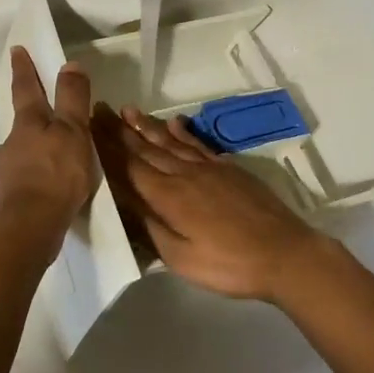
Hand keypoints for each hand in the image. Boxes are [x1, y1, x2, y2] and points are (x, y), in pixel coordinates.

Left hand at [0, 47, 96, 251]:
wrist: (31, 226)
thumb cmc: (56, 173)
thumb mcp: (73, 131)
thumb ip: (72, 99)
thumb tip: (69, 64)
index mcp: (28, 123)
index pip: (26, 88)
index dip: (24, 69)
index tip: (16, 51)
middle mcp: (11, 145)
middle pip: (16, 126)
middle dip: (24, 119)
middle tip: (34, 119)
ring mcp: (6, 173)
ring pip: (10, 156)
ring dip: (19, 153)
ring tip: (34, 160)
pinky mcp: (8, 199)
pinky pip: (16, 182)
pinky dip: (24, 181)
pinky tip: (34, 191)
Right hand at [93, 105, 315, 300]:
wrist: (284, 253)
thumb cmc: (228, 264)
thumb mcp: (180, 257)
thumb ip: (150, 227)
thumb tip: (124, 202)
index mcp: (168, 196)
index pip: (129, 166)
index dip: (107, 147)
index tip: (89, 126)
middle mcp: (183, 174)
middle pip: (146, 148)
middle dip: (120, 130)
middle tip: (99, 109)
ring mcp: (208, 168)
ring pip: (170, 142)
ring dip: (147, 126)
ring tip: (127, 110)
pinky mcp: (228, 169)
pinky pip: (198, 144)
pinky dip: (183, 132)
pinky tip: (175, 122)